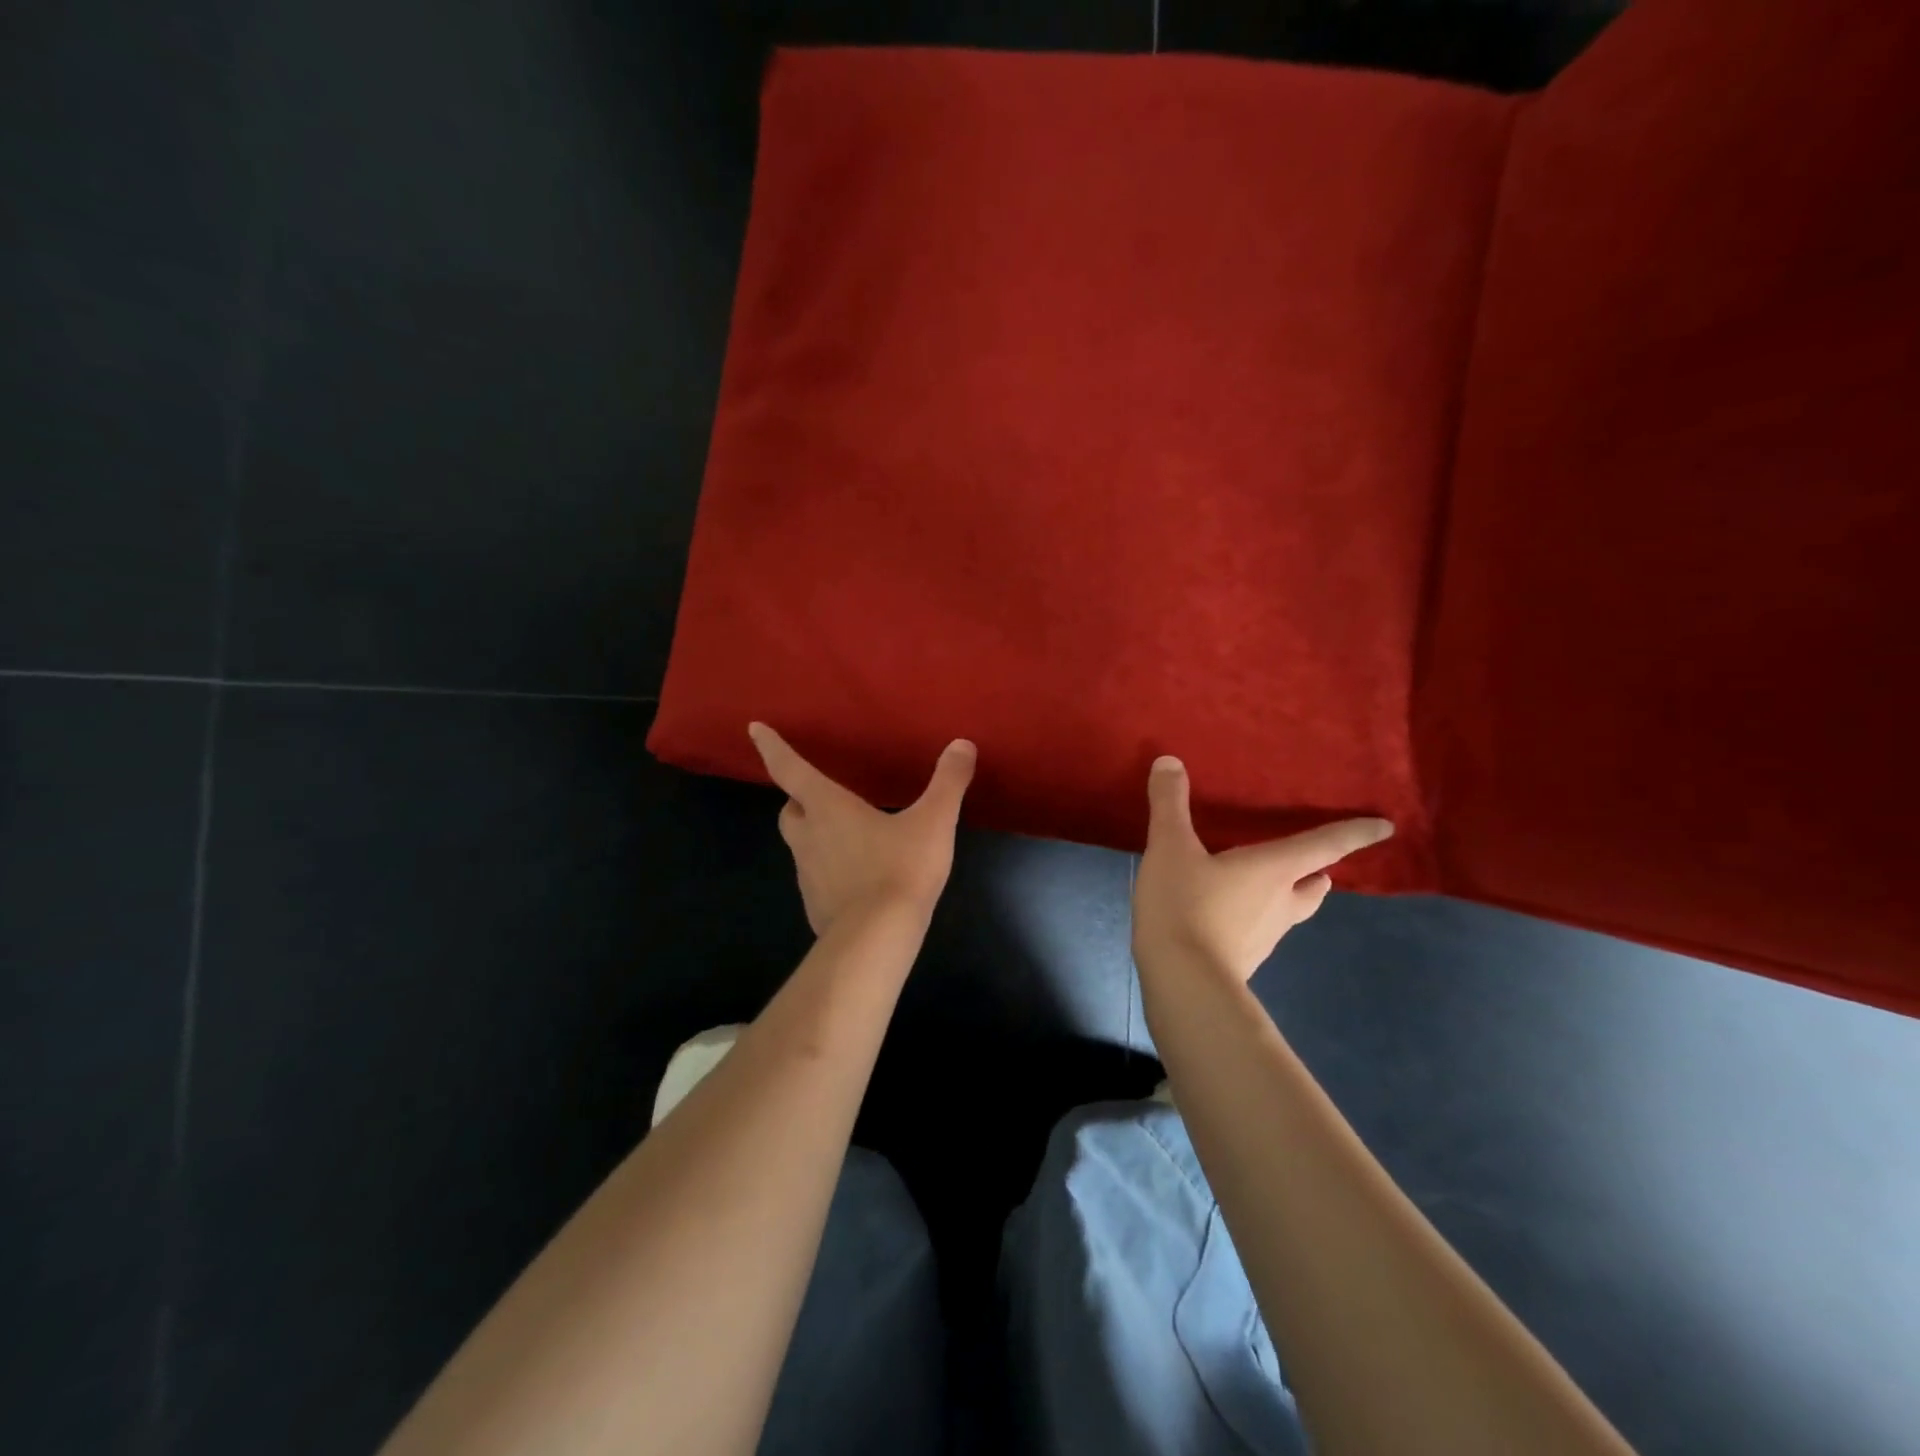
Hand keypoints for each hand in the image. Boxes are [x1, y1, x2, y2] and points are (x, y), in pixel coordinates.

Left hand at [749, 723, 976, 935]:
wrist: (876, 939)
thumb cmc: (900, 869)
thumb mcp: (933, 821)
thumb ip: (948, 782)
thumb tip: (962, 745)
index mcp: (827, 808)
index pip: (790, 769)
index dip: (771, 747)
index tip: (754, 729)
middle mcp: (809, 837)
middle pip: (790, 810)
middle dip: (798, 799)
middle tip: (819, 795)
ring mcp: (808, 875)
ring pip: (800, 845)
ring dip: (815, 835)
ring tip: (847, 836)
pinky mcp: (815, 905)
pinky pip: (815, 878)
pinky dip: (828, 870)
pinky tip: (856, 878)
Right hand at [1133, 756, 1392, 982]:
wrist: (1183, 982)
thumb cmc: (1186, 905)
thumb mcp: (1170, 847)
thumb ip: (1170, 804)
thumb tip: (1169, 761)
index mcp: (1274, 869)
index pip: (1324, 845)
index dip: (1355, 833)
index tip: (1386, 828)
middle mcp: (1281, 902)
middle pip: (1313, 886)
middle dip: (1317, 873)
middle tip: (1314, 864)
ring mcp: (1265, 937)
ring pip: (1290, 912)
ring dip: (1288, 897)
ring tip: (1268, 886)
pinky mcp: (1244, 959)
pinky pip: (1259, 932)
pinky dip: (1254, 919)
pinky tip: (1227, 917)